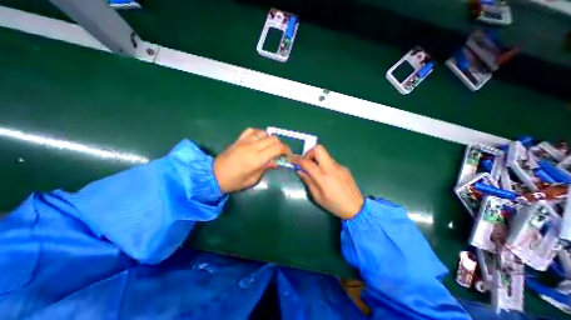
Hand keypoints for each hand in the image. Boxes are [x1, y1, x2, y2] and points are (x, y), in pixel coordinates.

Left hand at [213, 127, 289, 192]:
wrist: (214, 175)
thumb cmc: (235, 181)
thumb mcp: (253, 179)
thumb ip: (266, 168)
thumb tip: (275, 162)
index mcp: (257, 159)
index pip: (277, 148)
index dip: (286, 150)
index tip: (288, 154)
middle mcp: (253, 147)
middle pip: (273, 139)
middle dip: (280, 145)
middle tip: (280, 152)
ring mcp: (245, 141)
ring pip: (264, 133)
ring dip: (271, 139)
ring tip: (269, 147)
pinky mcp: (239, 139)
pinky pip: (252, 130)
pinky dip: (259, 133)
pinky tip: (259, 140)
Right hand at [292, 145, 362, 218]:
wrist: (356, 207)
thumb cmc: (334, 205)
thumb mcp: (317, 196)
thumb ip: (308, 181)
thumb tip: (300, 171)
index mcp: (323, 176)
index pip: (307, 162)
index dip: (297, 159)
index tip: (292, 158)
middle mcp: (331, 167)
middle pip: (319, 149)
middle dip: (309, 153)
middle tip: (306, 163)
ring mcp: (339, 166)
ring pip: (325, 155)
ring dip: (317, 159)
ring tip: (315, 171)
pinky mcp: (344, 168)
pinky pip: (330, 161)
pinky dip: (324, 164)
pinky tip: (326, 176)